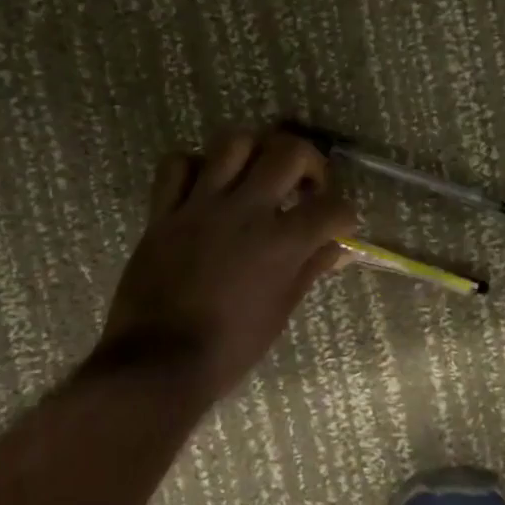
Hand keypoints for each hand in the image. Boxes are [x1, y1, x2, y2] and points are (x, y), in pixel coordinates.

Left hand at [94, 128, 356, 402]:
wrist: (160, 362)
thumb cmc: (230, 348)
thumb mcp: (280, 312)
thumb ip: (308, 270)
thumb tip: (335, 249)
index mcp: (281, 243)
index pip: (332, 208)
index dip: (345, 214)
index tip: (339, 225)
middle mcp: (245, 211)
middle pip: (288, 151)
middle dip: (310, 161)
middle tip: (306, 185)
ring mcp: (200, 206)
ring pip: (233, 142)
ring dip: (255, 151)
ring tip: (258, 173)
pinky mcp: (164, 212)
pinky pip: (178, 165)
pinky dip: (195, 167)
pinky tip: (205, 186)